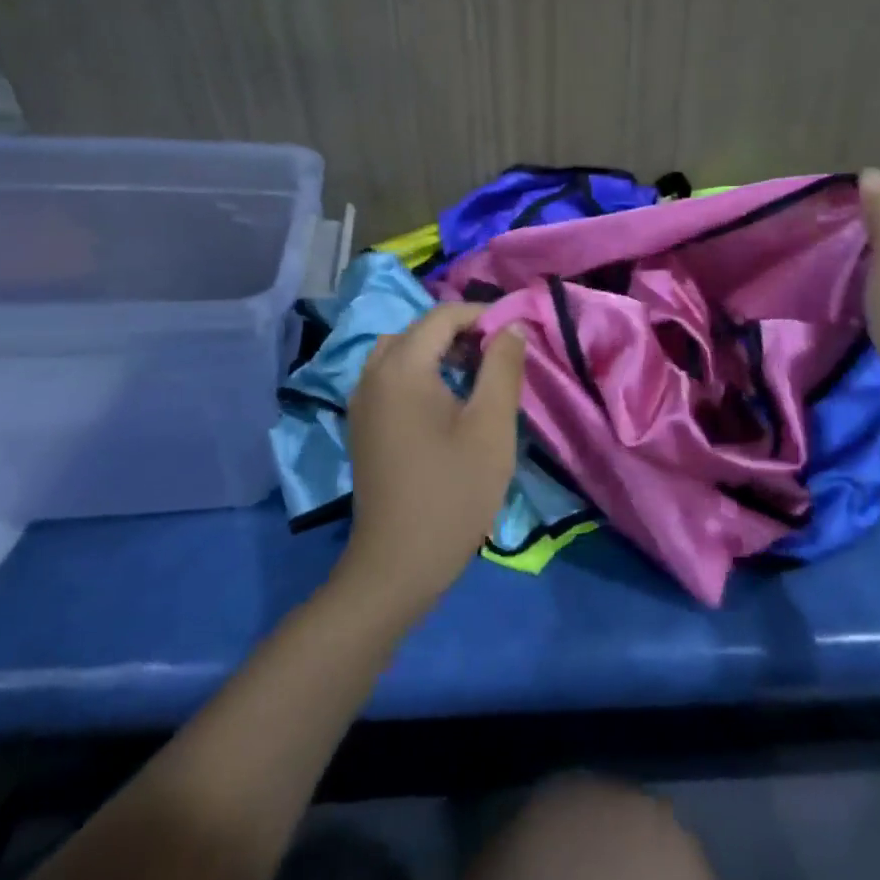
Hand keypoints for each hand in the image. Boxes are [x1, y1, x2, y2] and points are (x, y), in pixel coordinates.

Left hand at [337, 304, 527, 617]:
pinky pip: (390, 379)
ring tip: (476, 377)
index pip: (443, 316)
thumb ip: (503, 367)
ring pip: (401, 354)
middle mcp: (372, 375)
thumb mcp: (491, 426)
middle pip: (419, 331)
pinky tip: (447, 404)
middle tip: (498, 357)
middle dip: (461, 333)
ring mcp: (361, 402)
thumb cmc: (453, 491)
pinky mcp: (362, 426)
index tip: (517, 334)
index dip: (483, 316)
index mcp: (402, 367)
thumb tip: (512, 327)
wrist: (398, 563)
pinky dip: (419, 375)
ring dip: (439, 353)